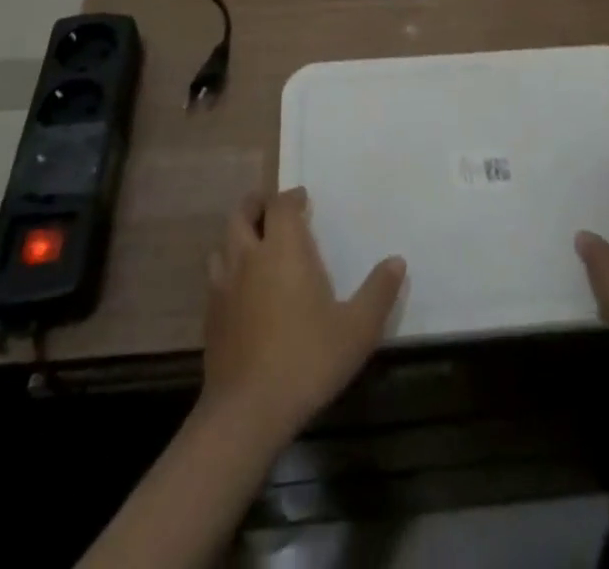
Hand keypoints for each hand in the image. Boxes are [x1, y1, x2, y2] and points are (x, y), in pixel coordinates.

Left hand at [200, 187, 404, 444]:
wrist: (247, 412)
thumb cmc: (307, 359)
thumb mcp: (357, 329)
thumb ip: (378, 292)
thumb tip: (397, 261)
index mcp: (283, 249)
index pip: (280, 205)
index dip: (291, 197)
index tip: (303, 200)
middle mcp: (250, 257)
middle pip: (242, 214)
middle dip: (257, 205)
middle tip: (272, 208)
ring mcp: (224, 286)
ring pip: (223, 243)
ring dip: (238, 236)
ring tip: (254, 243)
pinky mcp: (210, 316)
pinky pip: (216, 276)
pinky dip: (227, 269)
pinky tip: (241, 289)